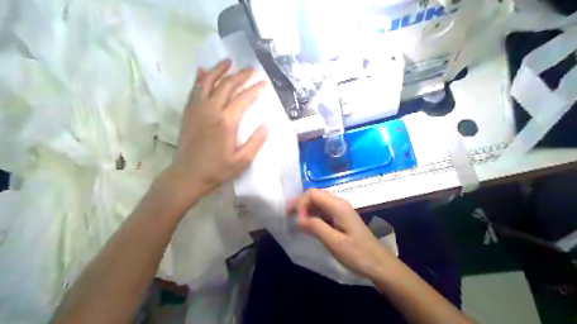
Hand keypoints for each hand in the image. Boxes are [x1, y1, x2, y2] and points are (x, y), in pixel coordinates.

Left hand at [161, 58, 267, 204]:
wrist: (187, 174)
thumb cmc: (217, 169)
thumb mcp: (242, 161)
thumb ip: (256, 142)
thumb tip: (267, 125)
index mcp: (226, 122)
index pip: (243, 99)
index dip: (255, 90)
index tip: (263, 83)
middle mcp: (211, 110)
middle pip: (227, 86)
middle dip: (240, 75)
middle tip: (250, 69)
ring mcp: (197, 109)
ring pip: (208, 82)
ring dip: (219, 70)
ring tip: (228, 61)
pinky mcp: (188, 112)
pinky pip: (194, 90)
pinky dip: (199, 79)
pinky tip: (202, 71)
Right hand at [288, 189, 396, 281]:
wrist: (379, 263)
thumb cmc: (358, 254)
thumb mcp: (335, 242)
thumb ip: (316, 227)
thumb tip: (298, 218)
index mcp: (338, 206)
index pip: (312, 194)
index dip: (301, 203)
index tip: (297, 220)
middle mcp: (339, 203)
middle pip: (315, 195)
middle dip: (300, 203)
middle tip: (289, 216)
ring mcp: (341, 210)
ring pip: (318, 202)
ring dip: (306, 209)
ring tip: (295, 220)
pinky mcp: (341, 218)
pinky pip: (323, 210)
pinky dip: (313, 214)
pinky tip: (308, 224)